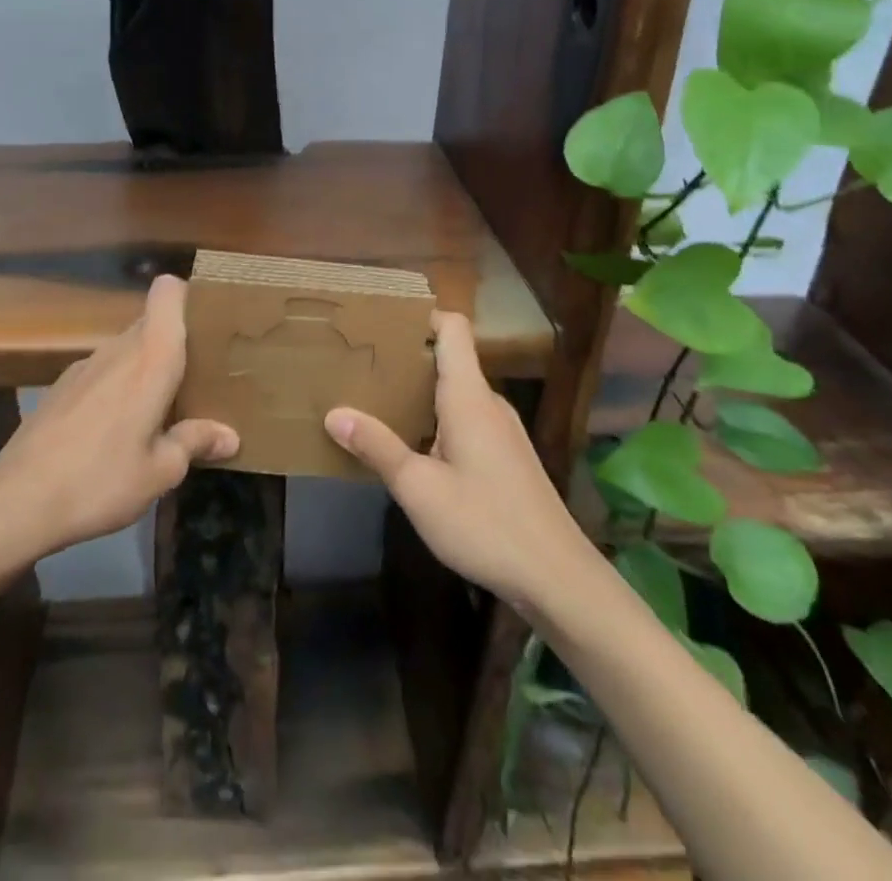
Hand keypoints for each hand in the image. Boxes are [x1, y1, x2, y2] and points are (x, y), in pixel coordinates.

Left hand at [0, 275, 237, 554]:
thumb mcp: (160, 472)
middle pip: (152, 324)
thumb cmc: (101, 479)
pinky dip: (116, 389)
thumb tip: (230, 436)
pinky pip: (102, 373)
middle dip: (175, 345)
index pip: (167, 292)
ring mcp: (84, 367)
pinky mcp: (59, 388)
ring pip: (126, 351)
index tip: (207, 327)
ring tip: (159, 414)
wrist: (16, 502)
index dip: (187, 297)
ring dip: (144, 371)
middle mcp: (118, 349)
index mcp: (151, 358)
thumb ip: (196, 443)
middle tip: (197, 383)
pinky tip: (114, 433)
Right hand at [325, 312, 586, 612]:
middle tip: (361, 363)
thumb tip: (334, 414)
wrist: (557, 577)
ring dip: (419, 392)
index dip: (421, 314)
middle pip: (449, 358)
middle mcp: (488, 402)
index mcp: (468, 396)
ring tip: (375, 400)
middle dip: (406, 357)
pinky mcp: (506, 455)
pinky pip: (465, 419)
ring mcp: (501, 429)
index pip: (452, 328)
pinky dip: (435, 419)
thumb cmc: (485, 523)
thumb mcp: (419, 489)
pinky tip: (411, 446)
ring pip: (455, 393)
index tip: (381, 320)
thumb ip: (377, 447)